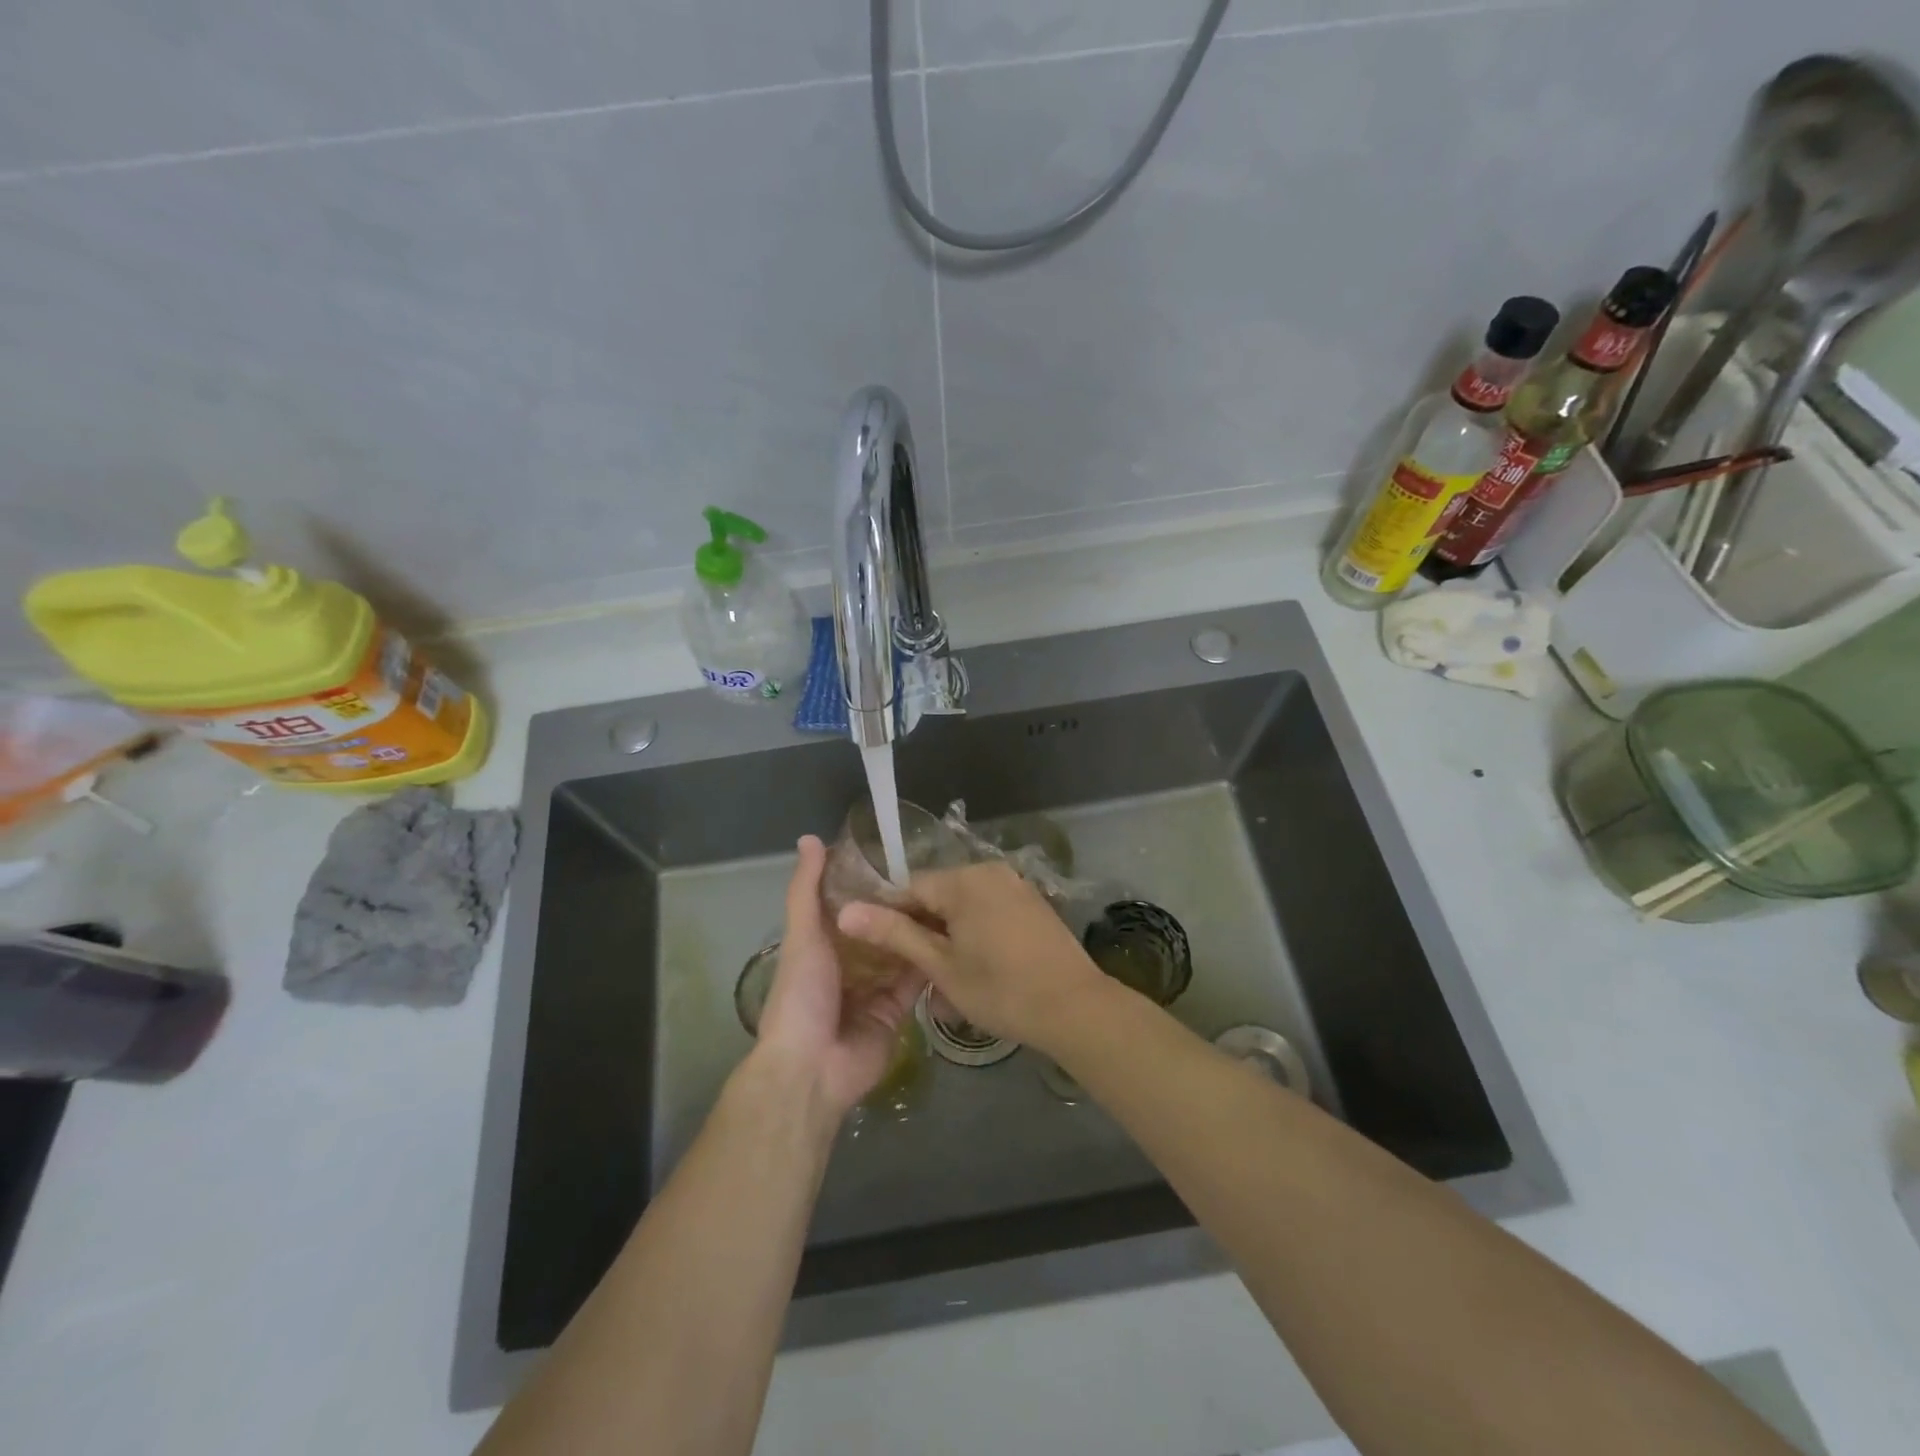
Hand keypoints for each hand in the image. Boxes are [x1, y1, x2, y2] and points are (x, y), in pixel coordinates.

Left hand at [752, 836, 926, 1118]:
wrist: (813, 1067)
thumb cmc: (802, 995)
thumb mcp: (802, 934)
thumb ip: (806, 889)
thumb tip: (809, 838)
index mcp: (822, 945)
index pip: (850, 905)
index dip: (871, 882)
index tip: (900, 855)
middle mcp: (848, 965)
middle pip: (880, 929)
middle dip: (902, 908)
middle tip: (936, 879)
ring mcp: (874, 990)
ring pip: (901, 953)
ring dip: (920, 932)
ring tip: (951, 901)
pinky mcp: (896, 1012)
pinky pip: (917, 983)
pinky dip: (931, 964)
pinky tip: (954, 939)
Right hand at [836, 861, 1105, 1053]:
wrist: (1075, 1007)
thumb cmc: (1001, 990)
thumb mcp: (942, 966)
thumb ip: (896, 934)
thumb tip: (847, 911)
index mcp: (963, 880)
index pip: (909, 887)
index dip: (890, 917)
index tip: (879, 951)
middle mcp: (989, 870)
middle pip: (938, 893)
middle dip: (922, 927)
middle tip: (915, 971)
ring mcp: (1015, 884)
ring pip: (964, 903)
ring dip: (948, 933)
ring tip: (944, 976)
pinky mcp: (1032, 901)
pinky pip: (989, 907)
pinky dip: (975, 930)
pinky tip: (977, 965)